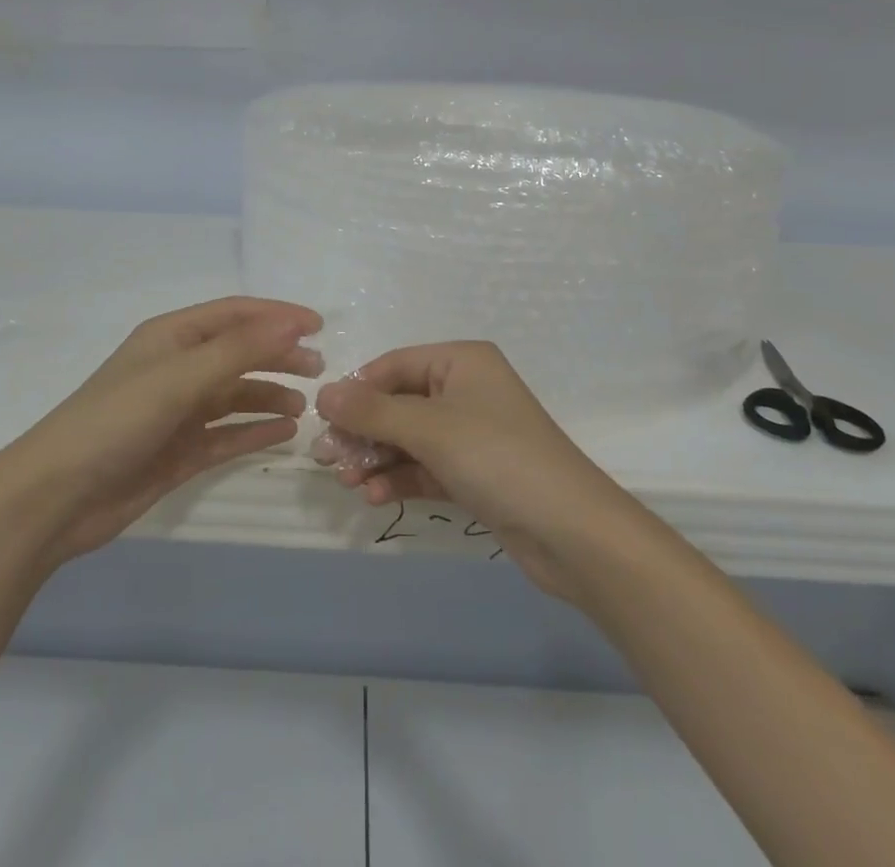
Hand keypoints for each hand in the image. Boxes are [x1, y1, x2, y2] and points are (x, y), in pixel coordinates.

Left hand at [0, 297, 322, 568]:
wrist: (56, 498)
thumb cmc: (117, 420)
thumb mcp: (180, 377)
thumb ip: (240, 349)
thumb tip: (294, 322)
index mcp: (172, 337)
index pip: (235, 314)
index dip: (276, 315)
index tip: (318, 326)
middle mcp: (177, 367)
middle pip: (239, 352)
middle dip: (278, 355)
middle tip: (319, 369)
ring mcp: (177, 412)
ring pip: (235, 395)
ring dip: (269, 395)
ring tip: (304, 406)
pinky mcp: (178, 452)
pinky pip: (226, 435)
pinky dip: (254, 432)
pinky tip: (284, 434)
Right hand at [315, 342, 631, 600]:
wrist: (572, 533)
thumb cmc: (498, 458)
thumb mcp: (429, 429)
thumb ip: (372, 412)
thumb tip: (323, 393)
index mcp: (461, 361)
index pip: (394, 365)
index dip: (357, 390)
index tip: (323, 419)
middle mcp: (466, 390)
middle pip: (398, 403)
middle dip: (363, 431)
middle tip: (328, 459)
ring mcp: (471, 434)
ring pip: (408, 439)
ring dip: (376, 458)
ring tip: (348, 483)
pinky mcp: (474, 474)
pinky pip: (425, 467)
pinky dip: (399, 478)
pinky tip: (374, 496)